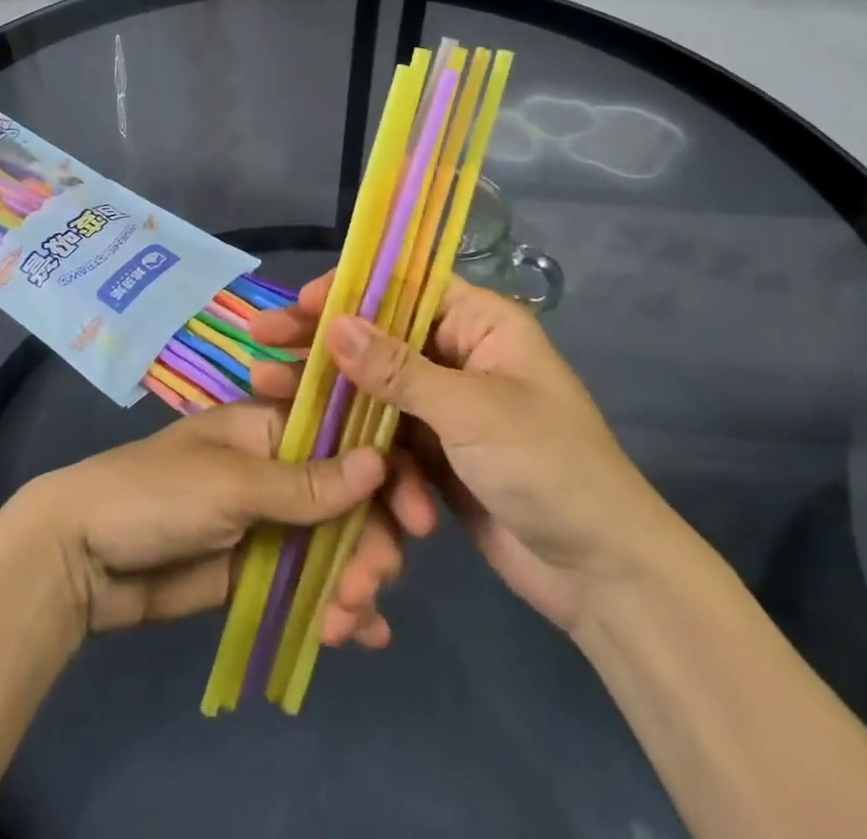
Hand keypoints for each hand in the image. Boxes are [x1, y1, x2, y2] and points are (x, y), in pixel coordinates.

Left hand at [15, 402, 385, 636]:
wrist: (82, 558)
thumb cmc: (156, 495)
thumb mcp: (231, 483)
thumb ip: (306, 483)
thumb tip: (380, 462)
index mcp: (270, 426)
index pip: (345, 437)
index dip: (385, 470)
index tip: (418, 514)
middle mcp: (278, 468)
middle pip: (349, 497)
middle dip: (371, 539)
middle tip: (371, 584)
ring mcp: (270, 521)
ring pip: (335, 544)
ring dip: (355, 579)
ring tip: (349, 620)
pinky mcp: (258, 570)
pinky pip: (310, 583)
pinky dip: (337, 606)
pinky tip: (361, 637)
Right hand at [251, 274, 683, 639]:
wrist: (605, 578)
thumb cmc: (551, 470)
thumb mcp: (472, 412)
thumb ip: (397, 370)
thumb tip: (333, 324)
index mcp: (482, 324)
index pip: (403, 288)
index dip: (348, 291)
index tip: (296, 305)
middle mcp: (461, 355)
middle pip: (379, 339)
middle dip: (323, 348)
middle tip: (261, 345)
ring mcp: (448, 407)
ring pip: (376, 393)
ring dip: (336, 408)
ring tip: (270, 401)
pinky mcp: (439, 455)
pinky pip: (389, 442)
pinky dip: (377, 465)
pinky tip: (371, 492)